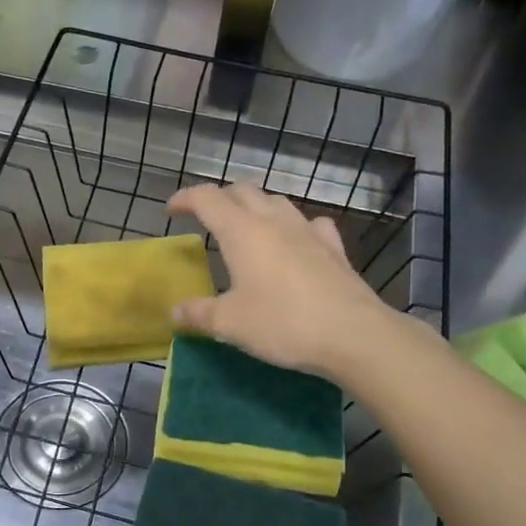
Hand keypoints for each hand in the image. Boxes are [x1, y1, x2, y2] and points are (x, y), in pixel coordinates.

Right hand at [166, 183, 406, 381]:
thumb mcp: (230, 324)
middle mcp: (273, 220)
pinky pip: (310, 224)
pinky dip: (295, 227)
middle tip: (206, 218)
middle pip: (242, 190)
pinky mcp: (334, 248)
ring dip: (256, 206)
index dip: (185, 198)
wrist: (353, 334)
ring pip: (277, 201)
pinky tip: (296, 243)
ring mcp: (307, 231)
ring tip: (247, 227)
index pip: (207, 198)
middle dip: (220, 198)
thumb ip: (199, 313)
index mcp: (241, 231)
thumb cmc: (282, 323)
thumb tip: (176, 311)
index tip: (172, 209)